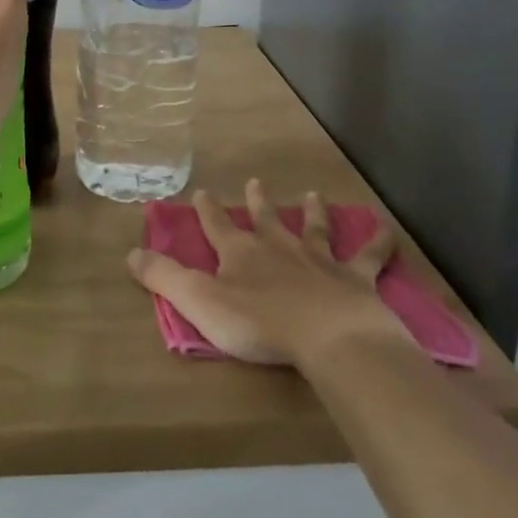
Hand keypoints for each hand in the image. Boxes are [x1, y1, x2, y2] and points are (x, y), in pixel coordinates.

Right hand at [126, 180, 406, 366]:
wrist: (328, 337)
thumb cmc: (259, 323)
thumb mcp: (199, 301)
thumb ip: (164, 277)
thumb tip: (130, 252)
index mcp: (241, 253)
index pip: (218, 226)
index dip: (208, 210)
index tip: (202, 190)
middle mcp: (280, 248)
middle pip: (266, 219)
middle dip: (257, 202)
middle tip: (254, 181)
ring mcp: (320, 261)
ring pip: (315, 229)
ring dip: (313, 212)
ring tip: (314, 194)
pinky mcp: (355, 280)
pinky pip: (369, 256)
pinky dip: (379, 242)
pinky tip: (387, 228)